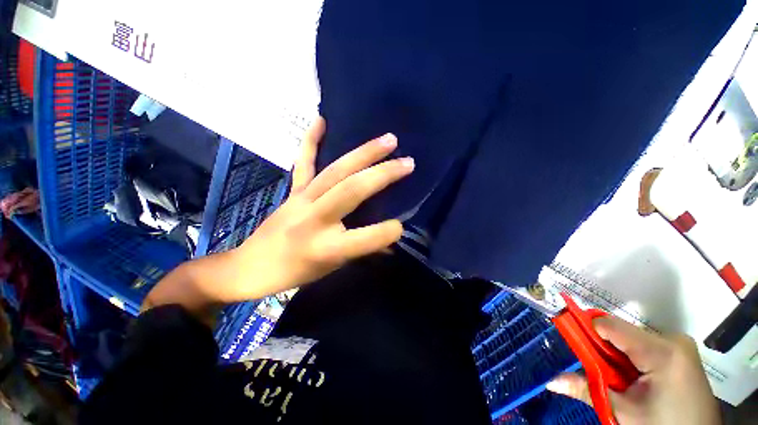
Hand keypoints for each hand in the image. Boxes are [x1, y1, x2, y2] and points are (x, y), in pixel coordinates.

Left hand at [226, 117, 413, 300]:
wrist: (252, 266)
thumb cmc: (297, 272)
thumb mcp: (335, 268)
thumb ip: (365, 250)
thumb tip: (391, 238)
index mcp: (327, 248)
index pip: (366, 238)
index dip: (388, 231)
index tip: (401, 226)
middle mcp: (315, 219)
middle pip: (352, 191)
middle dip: (383, 175)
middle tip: (408, 161)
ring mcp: (302, 200)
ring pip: (336, 172)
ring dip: (363, 154)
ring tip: (387, 140)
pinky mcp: (294, 191)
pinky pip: (304, 163)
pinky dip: (311, 141)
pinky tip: (321, 120)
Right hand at [546, 316, 720, 424]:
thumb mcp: (624, 412)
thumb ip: (588, 390)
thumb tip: (550, 381)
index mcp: (662, 352)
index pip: (611, 326)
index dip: (588, 330)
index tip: (571, 338)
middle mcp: (673, 339)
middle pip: (623, 332)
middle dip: (605, 347)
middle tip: (599, 369)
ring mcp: (680, 343)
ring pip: (633, 338)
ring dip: (618, 353)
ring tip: (619, 377)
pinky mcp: (682, 350)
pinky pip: (646, 343)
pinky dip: (632, 356)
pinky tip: (635, 375)